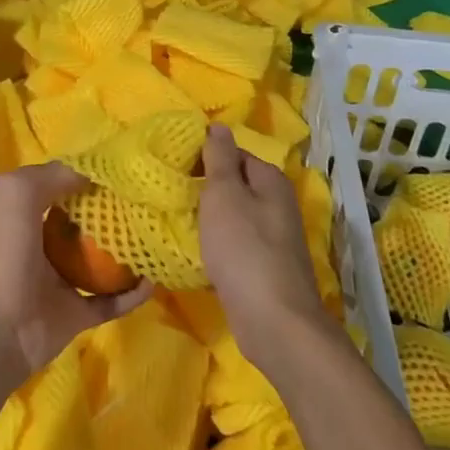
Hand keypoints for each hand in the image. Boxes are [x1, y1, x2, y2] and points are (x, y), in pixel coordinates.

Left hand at [0, 162, 152, 381]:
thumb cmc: (5, 253)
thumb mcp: (18, 193)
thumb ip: (54, 175)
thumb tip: (93, 175)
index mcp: (26, 214)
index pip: (61, 187)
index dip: (87, 177)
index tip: (122, 171)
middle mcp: (43, 244)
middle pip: (84, 223)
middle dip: (112, 213)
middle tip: (146, 203)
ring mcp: (60, 281)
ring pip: (100, 262)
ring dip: (125, 252)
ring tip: (155, 237)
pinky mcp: (76, 315)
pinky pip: (110, 301)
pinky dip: (131, 294)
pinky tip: (153, 281)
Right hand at [197, 123, 331, 376]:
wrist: (274, 322)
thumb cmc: (244, 249)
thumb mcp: (225, 194)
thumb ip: (220, 158)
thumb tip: (218, 126)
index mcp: (271, 180)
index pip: (234, 153)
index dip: (205, 157)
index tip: (175, 167)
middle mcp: (277, 204)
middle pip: (235, 184)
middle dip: (205, 188)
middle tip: (171, 194)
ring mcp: (274, 238)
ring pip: (234, 216)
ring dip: (209, 218)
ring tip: (177, 220)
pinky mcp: (265, 267)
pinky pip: (235, 244)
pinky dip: (216, 245)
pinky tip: (196, 252)